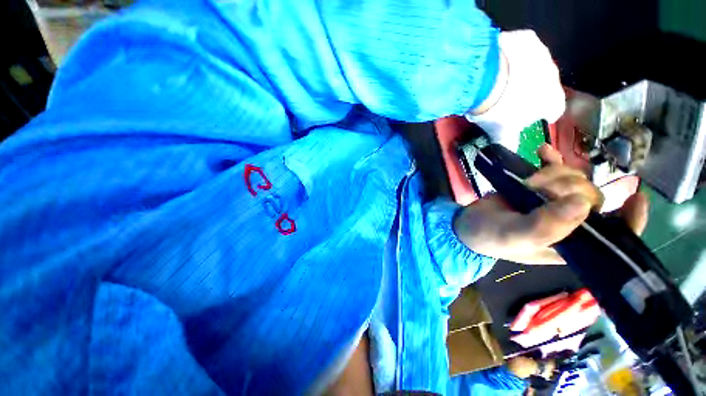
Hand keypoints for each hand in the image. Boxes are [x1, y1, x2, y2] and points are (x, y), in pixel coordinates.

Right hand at [453, 145, 648, 264]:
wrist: (467, 225)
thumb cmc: (489, 237)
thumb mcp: (514, 237)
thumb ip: (546, 226)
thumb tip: (583, 204)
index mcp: (571, 243)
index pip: (615, 236)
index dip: (630, 218)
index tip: (634, 196)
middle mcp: (569, 223)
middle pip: (591, 196)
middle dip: (567, 186)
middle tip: (536, 188)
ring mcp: (553, 203)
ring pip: (574, 179)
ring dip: (553, 173)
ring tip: (527, 181)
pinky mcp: (537, 190)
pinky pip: (553, 170)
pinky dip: (550, 159)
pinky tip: (542, 152)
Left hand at [467, 30, 565, 149]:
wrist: (487, 80)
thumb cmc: (497, 111)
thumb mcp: (501, 132)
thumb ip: (509, 142)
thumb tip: (510, 152)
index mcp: (551, 101)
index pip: (553, 110)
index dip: (541, 113)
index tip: (529, 114)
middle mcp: (554, 77)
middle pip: (545, 87)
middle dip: (531, 93)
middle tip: (510, 98)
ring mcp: (543, 55)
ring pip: (535, 67)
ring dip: (523, 74)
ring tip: (501, 81)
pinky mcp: (529, 39)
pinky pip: (524, 48)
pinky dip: (515, 55)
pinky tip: (500, 62)